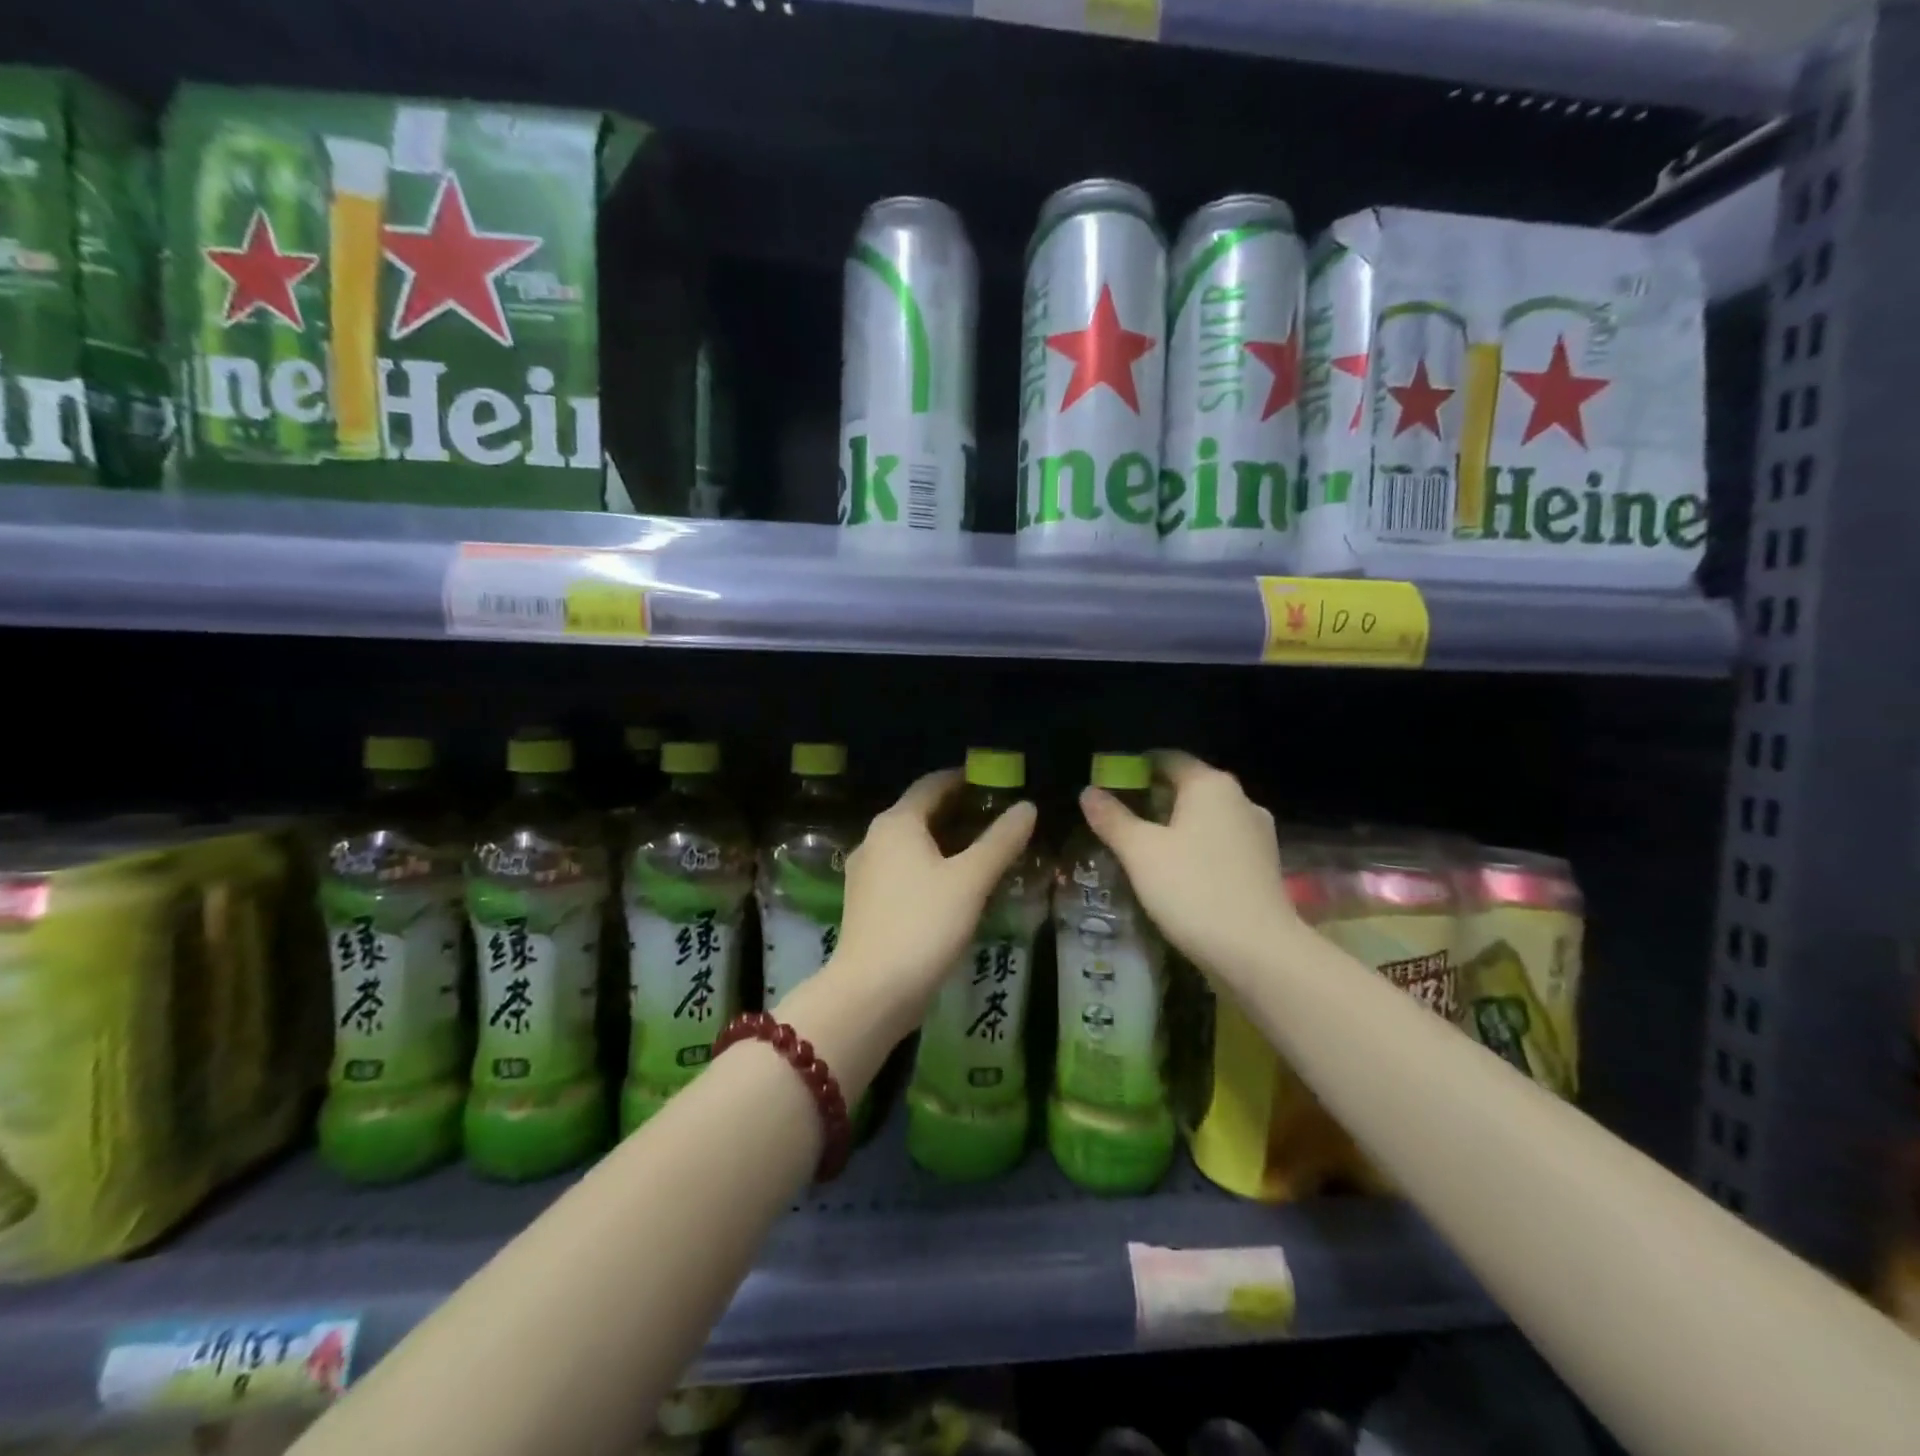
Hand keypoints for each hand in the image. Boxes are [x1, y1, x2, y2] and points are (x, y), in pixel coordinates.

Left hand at [822, 769, 1037, 1037]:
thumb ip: (1001, 841)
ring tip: (982, 852)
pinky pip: (903, 872)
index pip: (932, 784)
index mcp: (896, 823)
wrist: (871, 992)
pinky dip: (930, 868)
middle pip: (920, 813)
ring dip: (945, 843)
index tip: (993, 782)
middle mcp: (875, 840)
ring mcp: (866, 874)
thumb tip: (1027, 807)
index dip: (962, 779)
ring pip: (911, 845)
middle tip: (996, 818)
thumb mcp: (971, 880)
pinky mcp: (865, 904)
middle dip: (957, 812)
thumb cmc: (923, 925)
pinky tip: (954, 888)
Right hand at [1079, 751, 1300, 991]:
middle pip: (1187, 787)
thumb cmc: (1193, 889)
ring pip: (1205, 817)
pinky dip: (1195, 848)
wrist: (1257, 952)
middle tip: (1117, 820)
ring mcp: (1257, 833)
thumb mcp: (1140, 852)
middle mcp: (1240, 799)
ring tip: (1141, 848)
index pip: (1166, 758)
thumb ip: (1112, 818)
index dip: (1133, 768)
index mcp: (1210, 785)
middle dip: (1151, 799)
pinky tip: (1175, 872)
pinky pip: (1219, 843)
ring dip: (1173, 826)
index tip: (1107, 787)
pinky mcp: (1263, 864)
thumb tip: (1088, 792)